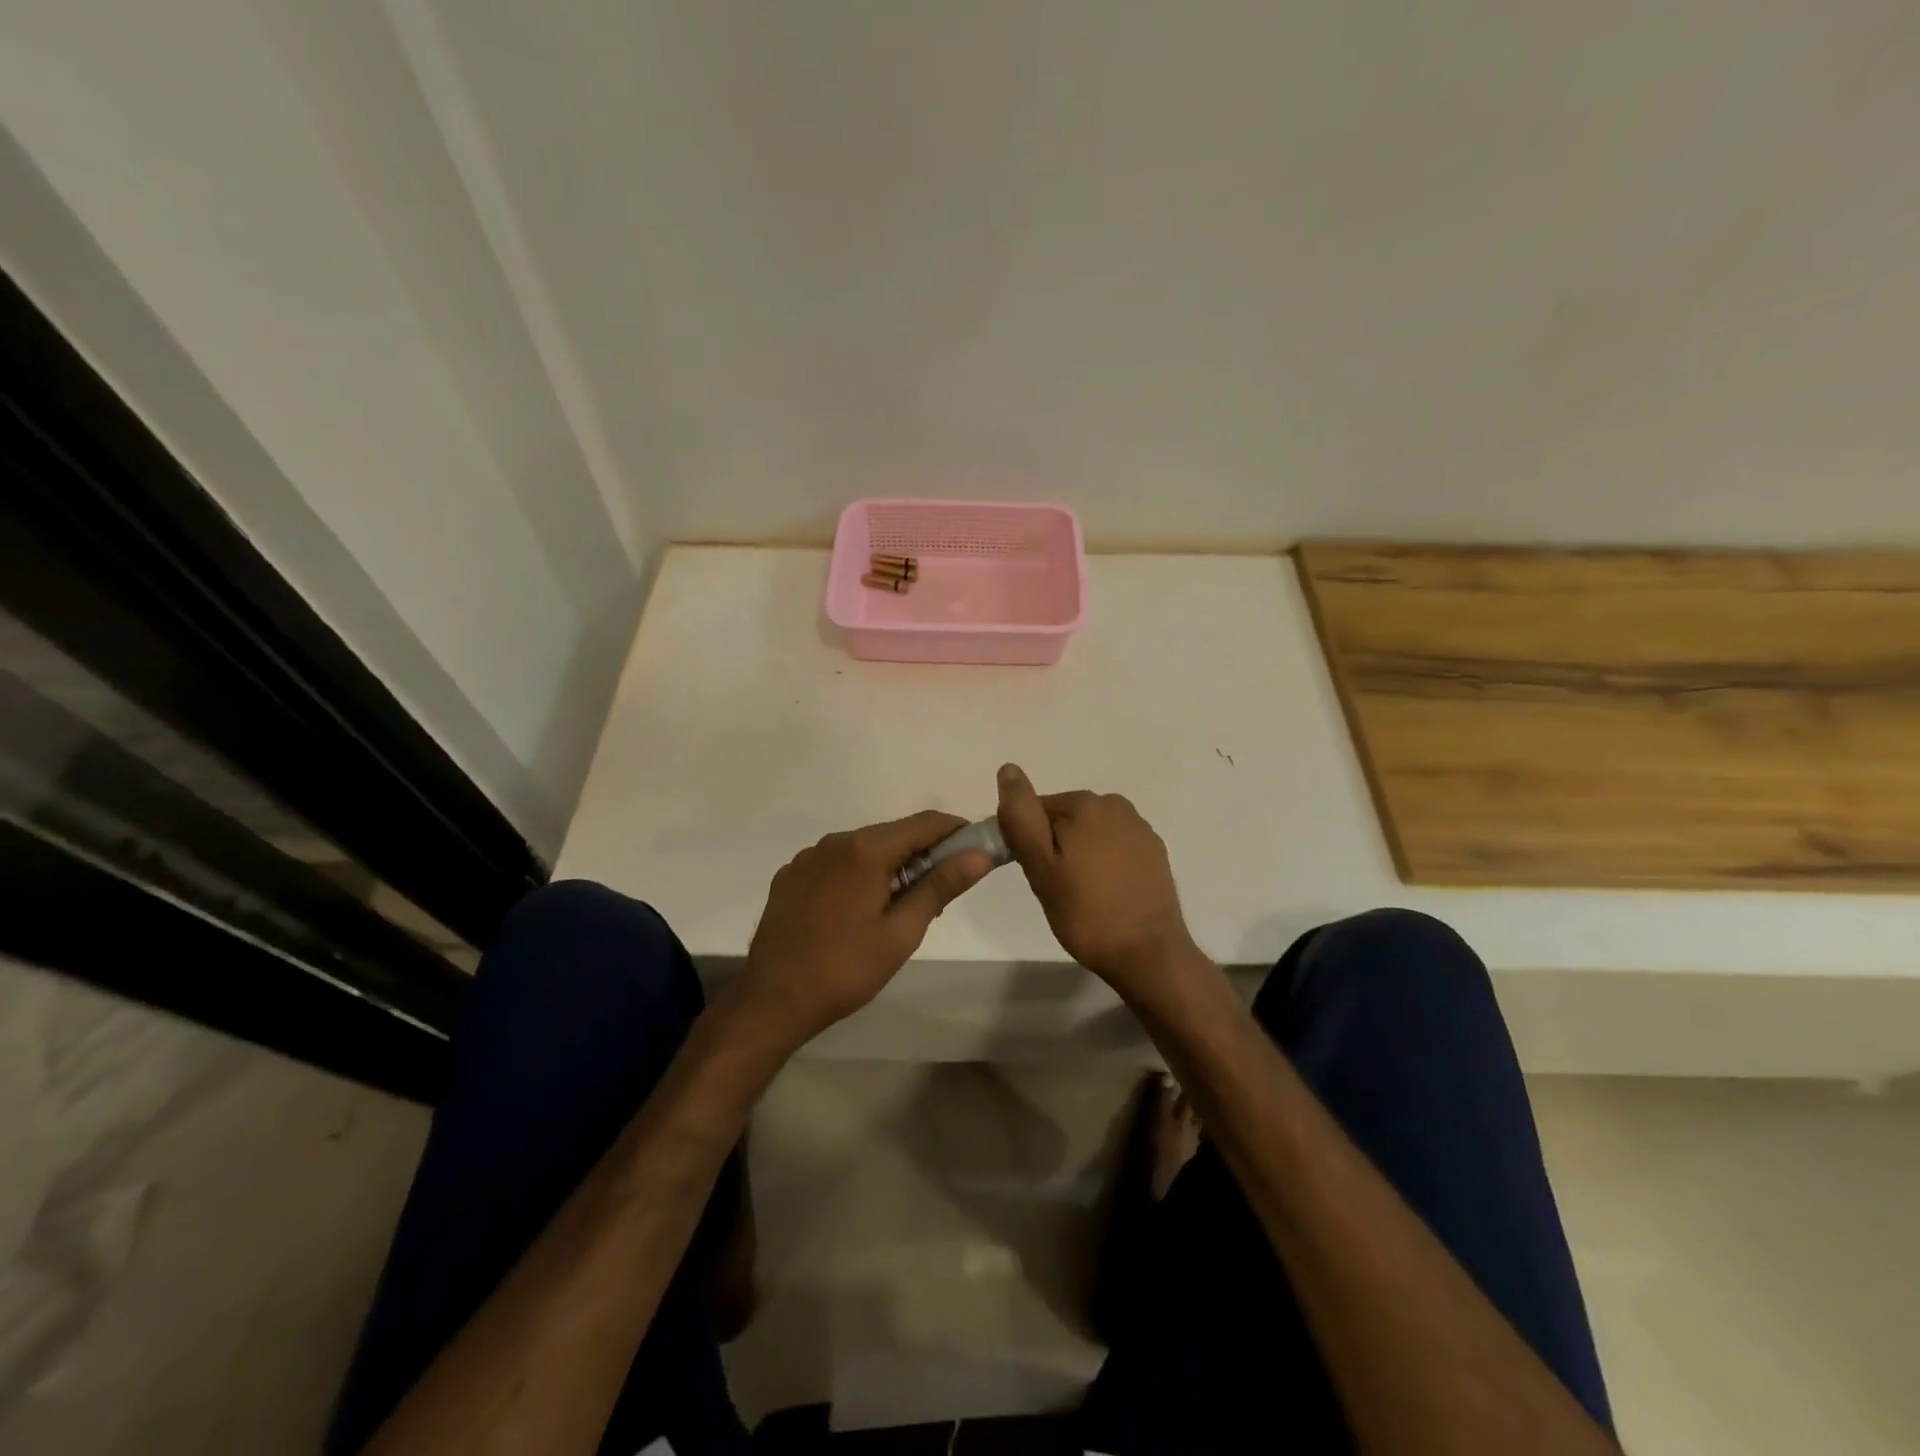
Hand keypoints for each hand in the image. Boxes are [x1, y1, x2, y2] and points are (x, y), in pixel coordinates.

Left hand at [739, 811, 995, 1048]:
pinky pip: (836, 863)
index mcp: (865, 850)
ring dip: (890, 865)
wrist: (772, 1000)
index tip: (976, 851)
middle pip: (893, 834)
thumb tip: (979, 856)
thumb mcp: (901, 932)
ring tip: (900, 907)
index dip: (956, 832)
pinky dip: (858, 874)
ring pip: (863, 848)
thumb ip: (940, 886)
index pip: (925, 823)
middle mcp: (835, 841)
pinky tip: (857, 911)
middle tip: (941, 891)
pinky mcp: (790, 876)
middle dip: (923, 853)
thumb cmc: (845, 969)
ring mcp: (808, 857)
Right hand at [995, 763, 1198, 997]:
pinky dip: (1105, 863)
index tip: (1035, 873)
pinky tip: (1107, 893)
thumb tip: (1008, 769)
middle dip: (1055, 847)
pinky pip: (1115, 847)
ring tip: (1081, 894)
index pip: (1035, 809)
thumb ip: (1021, 816)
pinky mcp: (1154, 851)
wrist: (1147, 952)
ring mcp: (1139, 828)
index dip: (1027, 841)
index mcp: (1085, 803)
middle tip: (1056, 888)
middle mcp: (1115, 804)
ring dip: (1079, 854)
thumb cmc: (1085, 911)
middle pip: (1064, 819)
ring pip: (1090, 833)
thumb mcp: (1039, 866)